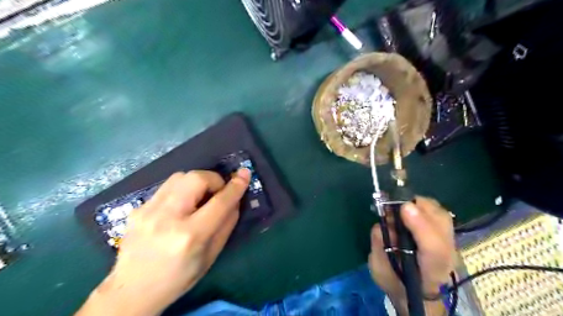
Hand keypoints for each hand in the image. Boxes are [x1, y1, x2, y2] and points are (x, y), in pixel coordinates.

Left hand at [76, 169, 249, 315]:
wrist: (131, 291)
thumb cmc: (179, 277)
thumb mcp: (211, 256)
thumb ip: (226, 224)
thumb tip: (235, 200)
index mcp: (190, 236)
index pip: (219, 202)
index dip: (236, 186)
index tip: (245, 174)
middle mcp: (167, 218)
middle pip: (196, 178)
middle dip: (214, 179)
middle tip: (217, 193)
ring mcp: (148, 211)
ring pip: (180, 176)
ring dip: (197, 182)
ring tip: (199, 198)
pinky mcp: (138, 208)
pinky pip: (167, 186)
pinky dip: (182, 190)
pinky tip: (180, 206)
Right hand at [370, 197, 456, 313]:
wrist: (415, 290)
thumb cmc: (395, 281)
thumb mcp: (380, 271)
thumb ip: (380, 248)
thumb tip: (381, 226)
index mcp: (429, 272)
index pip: (434, 250)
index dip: (421, 227)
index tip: (405, 209)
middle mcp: (445, 256)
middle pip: (443, 226)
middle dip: (419, 208)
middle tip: (394, 204)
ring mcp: (448, 244)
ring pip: (441, 215)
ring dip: (419, 204)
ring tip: (398, 205)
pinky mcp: (445, 234)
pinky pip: (437, 212)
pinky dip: (421, 205)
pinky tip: (407, 208)